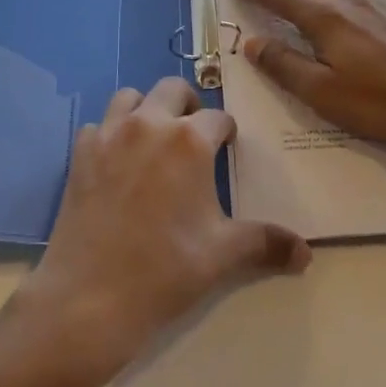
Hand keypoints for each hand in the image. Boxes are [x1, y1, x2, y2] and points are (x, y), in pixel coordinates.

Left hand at [19, 77, 310, 377]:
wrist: (89, 298)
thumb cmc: (164, 271)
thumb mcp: (223, 255)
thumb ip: (266, 243)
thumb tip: (305, 253)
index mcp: (190, 140)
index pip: (218, 118)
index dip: (227, 133)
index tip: (228, 149)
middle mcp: (149, 123)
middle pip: (173, 88)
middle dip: (188, 105)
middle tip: (193, 136)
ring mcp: (110, 134)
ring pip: (130, 97)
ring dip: (146, 109)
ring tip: (154, 139)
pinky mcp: (80, 153)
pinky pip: (98, 126)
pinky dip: (110, 134)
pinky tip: (116, 162)